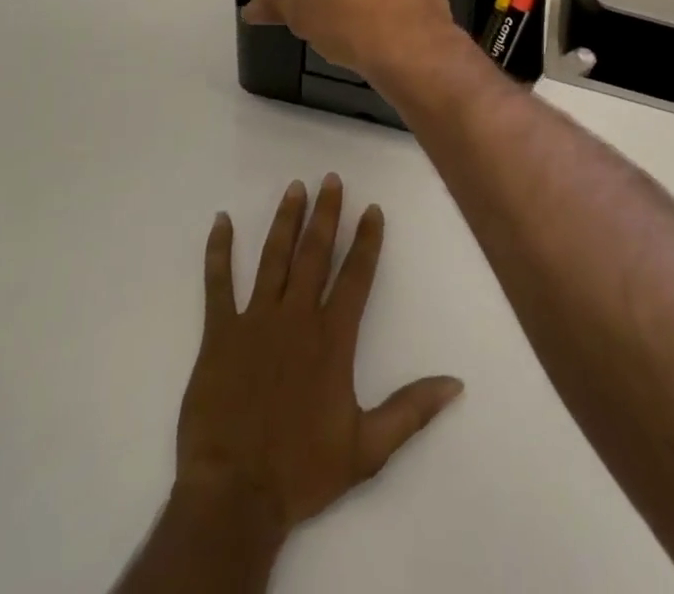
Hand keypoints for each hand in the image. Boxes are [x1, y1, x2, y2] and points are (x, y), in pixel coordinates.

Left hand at [175, 175, 463, 539]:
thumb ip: (411, 410)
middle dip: (326, 214)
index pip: (356, 277)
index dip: (366, 241)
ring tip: (295, 188)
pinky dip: (218, 250)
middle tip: (331, 179)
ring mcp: (255, 320)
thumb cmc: (302, 471)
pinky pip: (218, 282)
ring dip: (285, 220)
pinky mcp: (219, 332)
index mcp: (332, 339)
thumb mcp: (368, 449)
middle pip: (315, 254)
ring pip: (273, 257)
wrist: (235, 494)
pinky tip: (220, 221)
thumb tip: (456, 384)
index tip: (372, 209)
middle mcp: (297, 317)